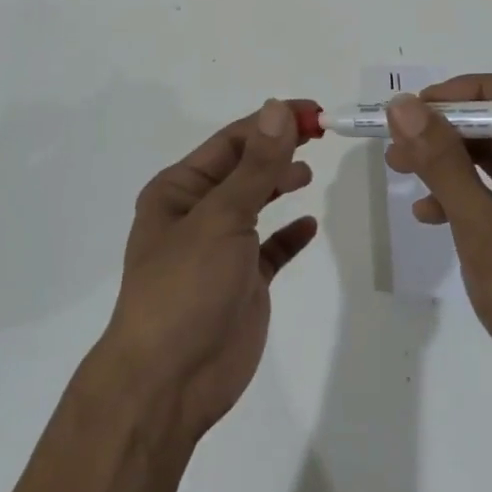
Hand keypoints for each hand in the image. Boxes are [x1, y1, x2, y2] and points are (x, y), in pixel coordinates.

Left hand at [99, 99, 318, 442]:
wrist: (169, 381)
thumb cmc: (186, 287)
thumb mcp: (221, 217)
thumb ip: (256, 166)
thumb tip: (278, 109)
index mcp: (180, 189)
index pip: (232, 141)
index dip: (272, 122)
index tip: (315, 112)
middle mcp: (197, 212)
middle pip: (245, 168)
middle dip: (279, 149)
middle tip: (322, 135)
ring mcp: (220, 249)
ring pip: (256, 204)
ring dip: (280, 184)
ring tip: (309, 173)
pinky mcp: (242, 283)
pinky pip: (270, 249)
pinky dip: (288, 236)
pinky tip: (308, 226)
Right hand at [384, 75, 491, 415]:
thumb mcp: (483, 227)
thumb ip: (442, 162)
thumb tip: (403, 106)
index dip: (466, 94)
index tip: (416, 106)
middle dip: (448, 133)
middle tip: (395, 139)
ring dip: (450, 163)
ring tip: (398, 169)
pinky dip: (467, 196)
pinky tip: (429, 213)